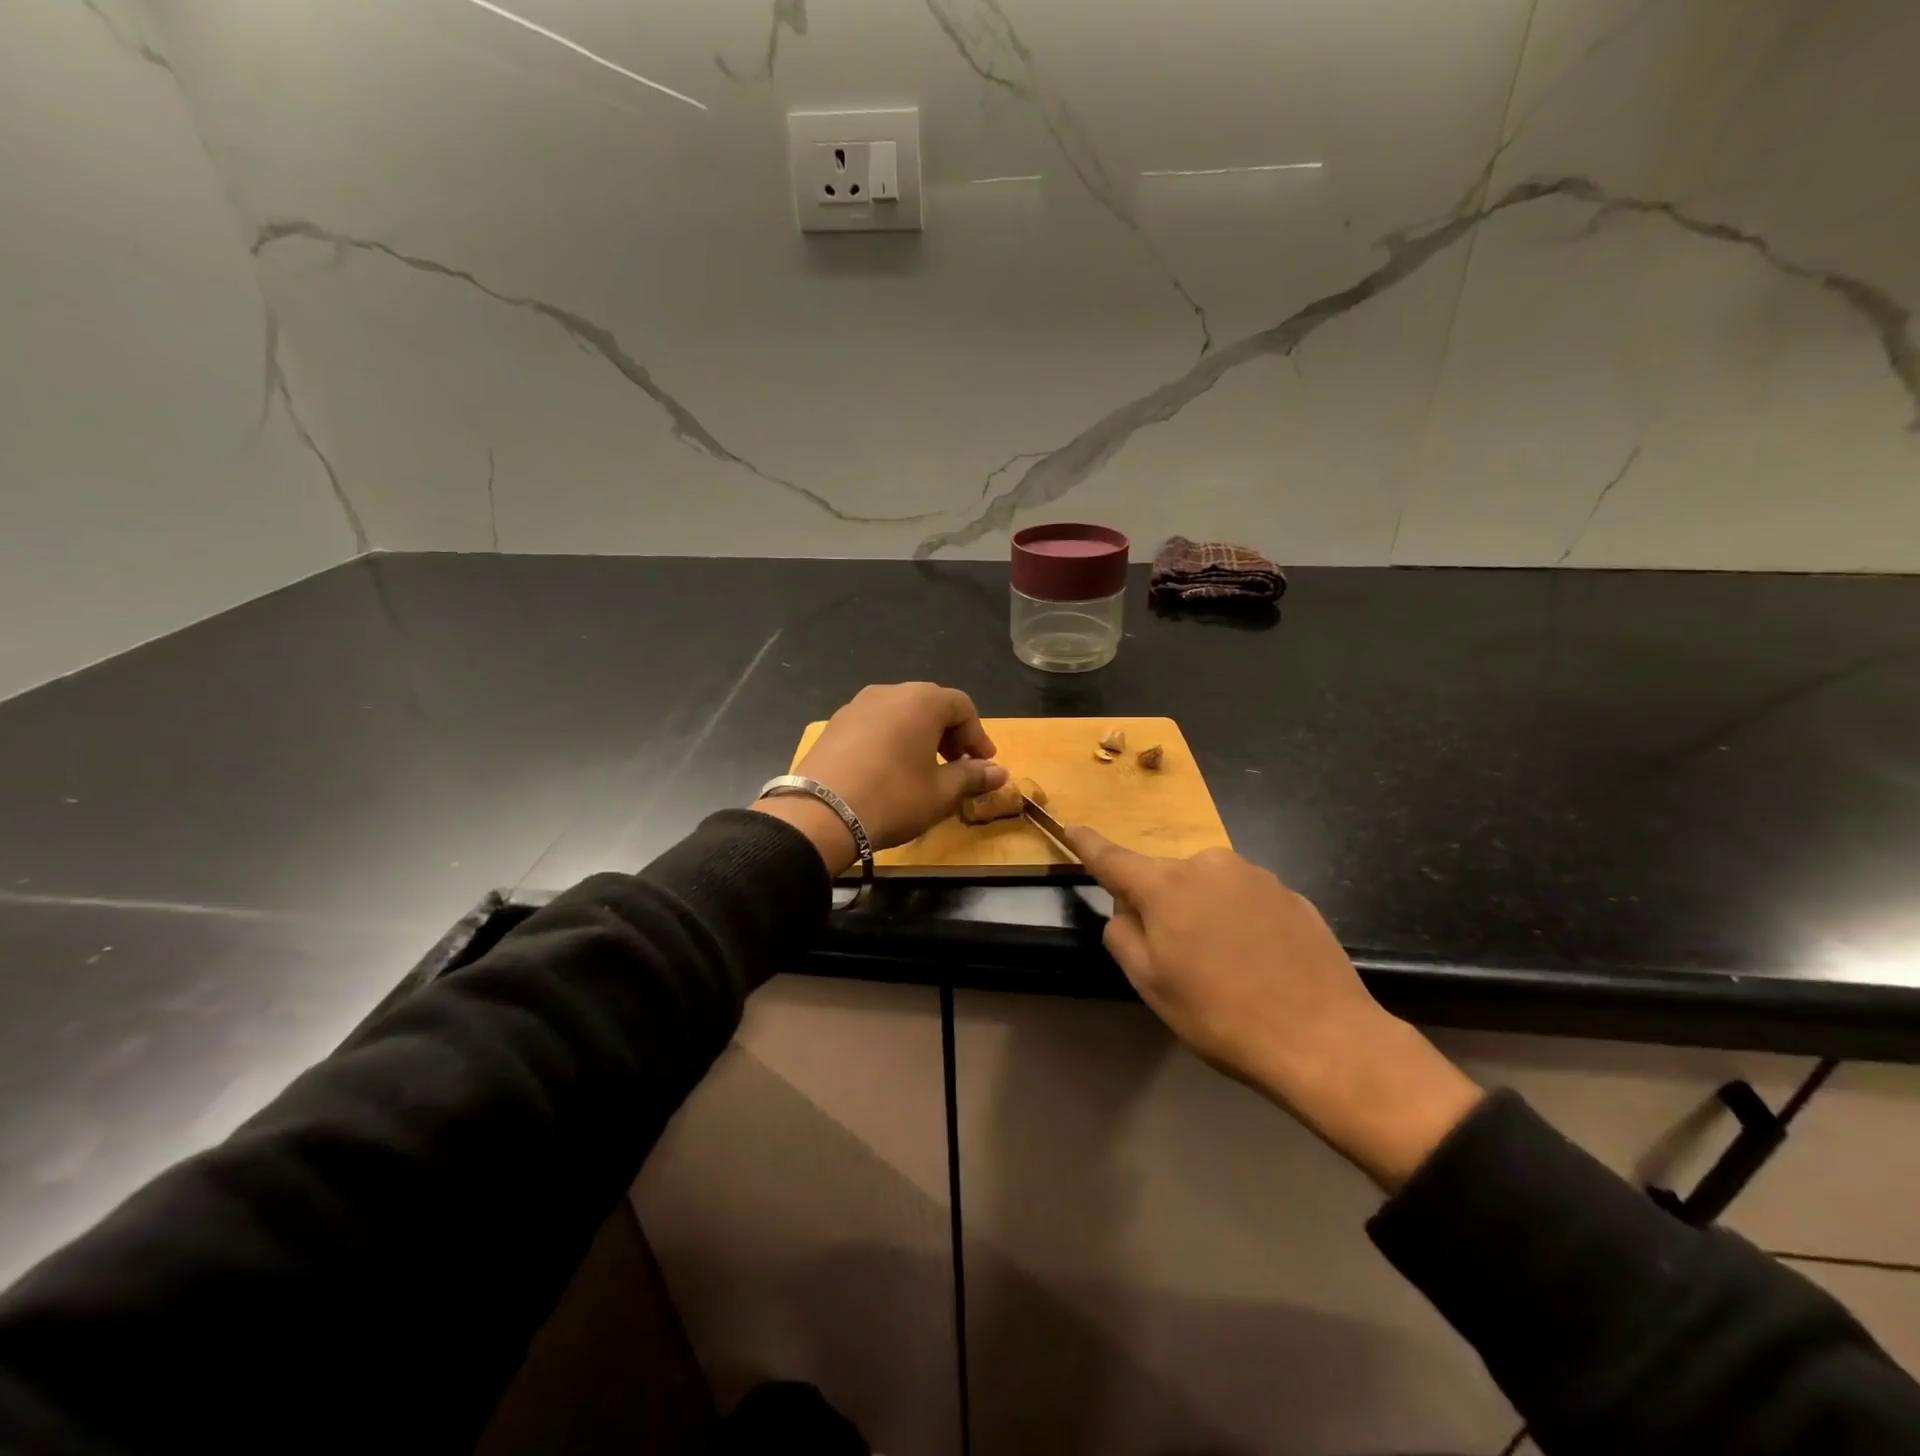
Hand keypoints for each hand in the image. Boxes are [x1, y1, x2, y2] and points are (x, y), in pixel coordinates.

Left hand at [757, 683, 1008, 872]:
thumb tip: (1000, 773)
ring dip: (920, 736)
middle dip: (950, 734)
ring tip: (923, 769)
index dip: (977, 735)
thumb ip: (972, 777)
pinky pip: (875, 724)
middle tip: (958, 765)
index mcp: (921, 701)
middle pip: (930, 705)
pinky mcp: (834, 724)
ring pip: (900, 713)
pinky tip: (889, 770)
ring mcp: (857, 705)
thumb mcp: (941, 793)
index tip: (984, 764)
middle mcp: (889, 692)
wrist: (820, 813)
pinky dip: (892, 739)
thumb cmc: (893, 798)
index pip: (962, 706)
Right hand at [1065, 829, 1483, 1191]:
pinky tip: (1260, 964)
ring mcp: (1255, 875)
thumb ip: (1123, 936)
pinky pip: (1245, 900)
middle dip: (1162, 907)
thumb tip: (1126, 910)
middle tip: (1181, 961)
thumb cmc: (1222, 1015)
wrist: (1326, 1039)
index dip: (1089, 845)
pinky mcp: (1290, 893)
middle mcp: (1208, 865)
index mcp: (1166, 886)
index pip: (1114, 859)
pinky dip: (1239, 923)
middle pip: (1166, 879)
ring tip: (1228, 968)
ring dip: (1203, 915)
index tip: (1071, 826)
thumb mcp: (1152, 985)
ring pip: (1207, 889)